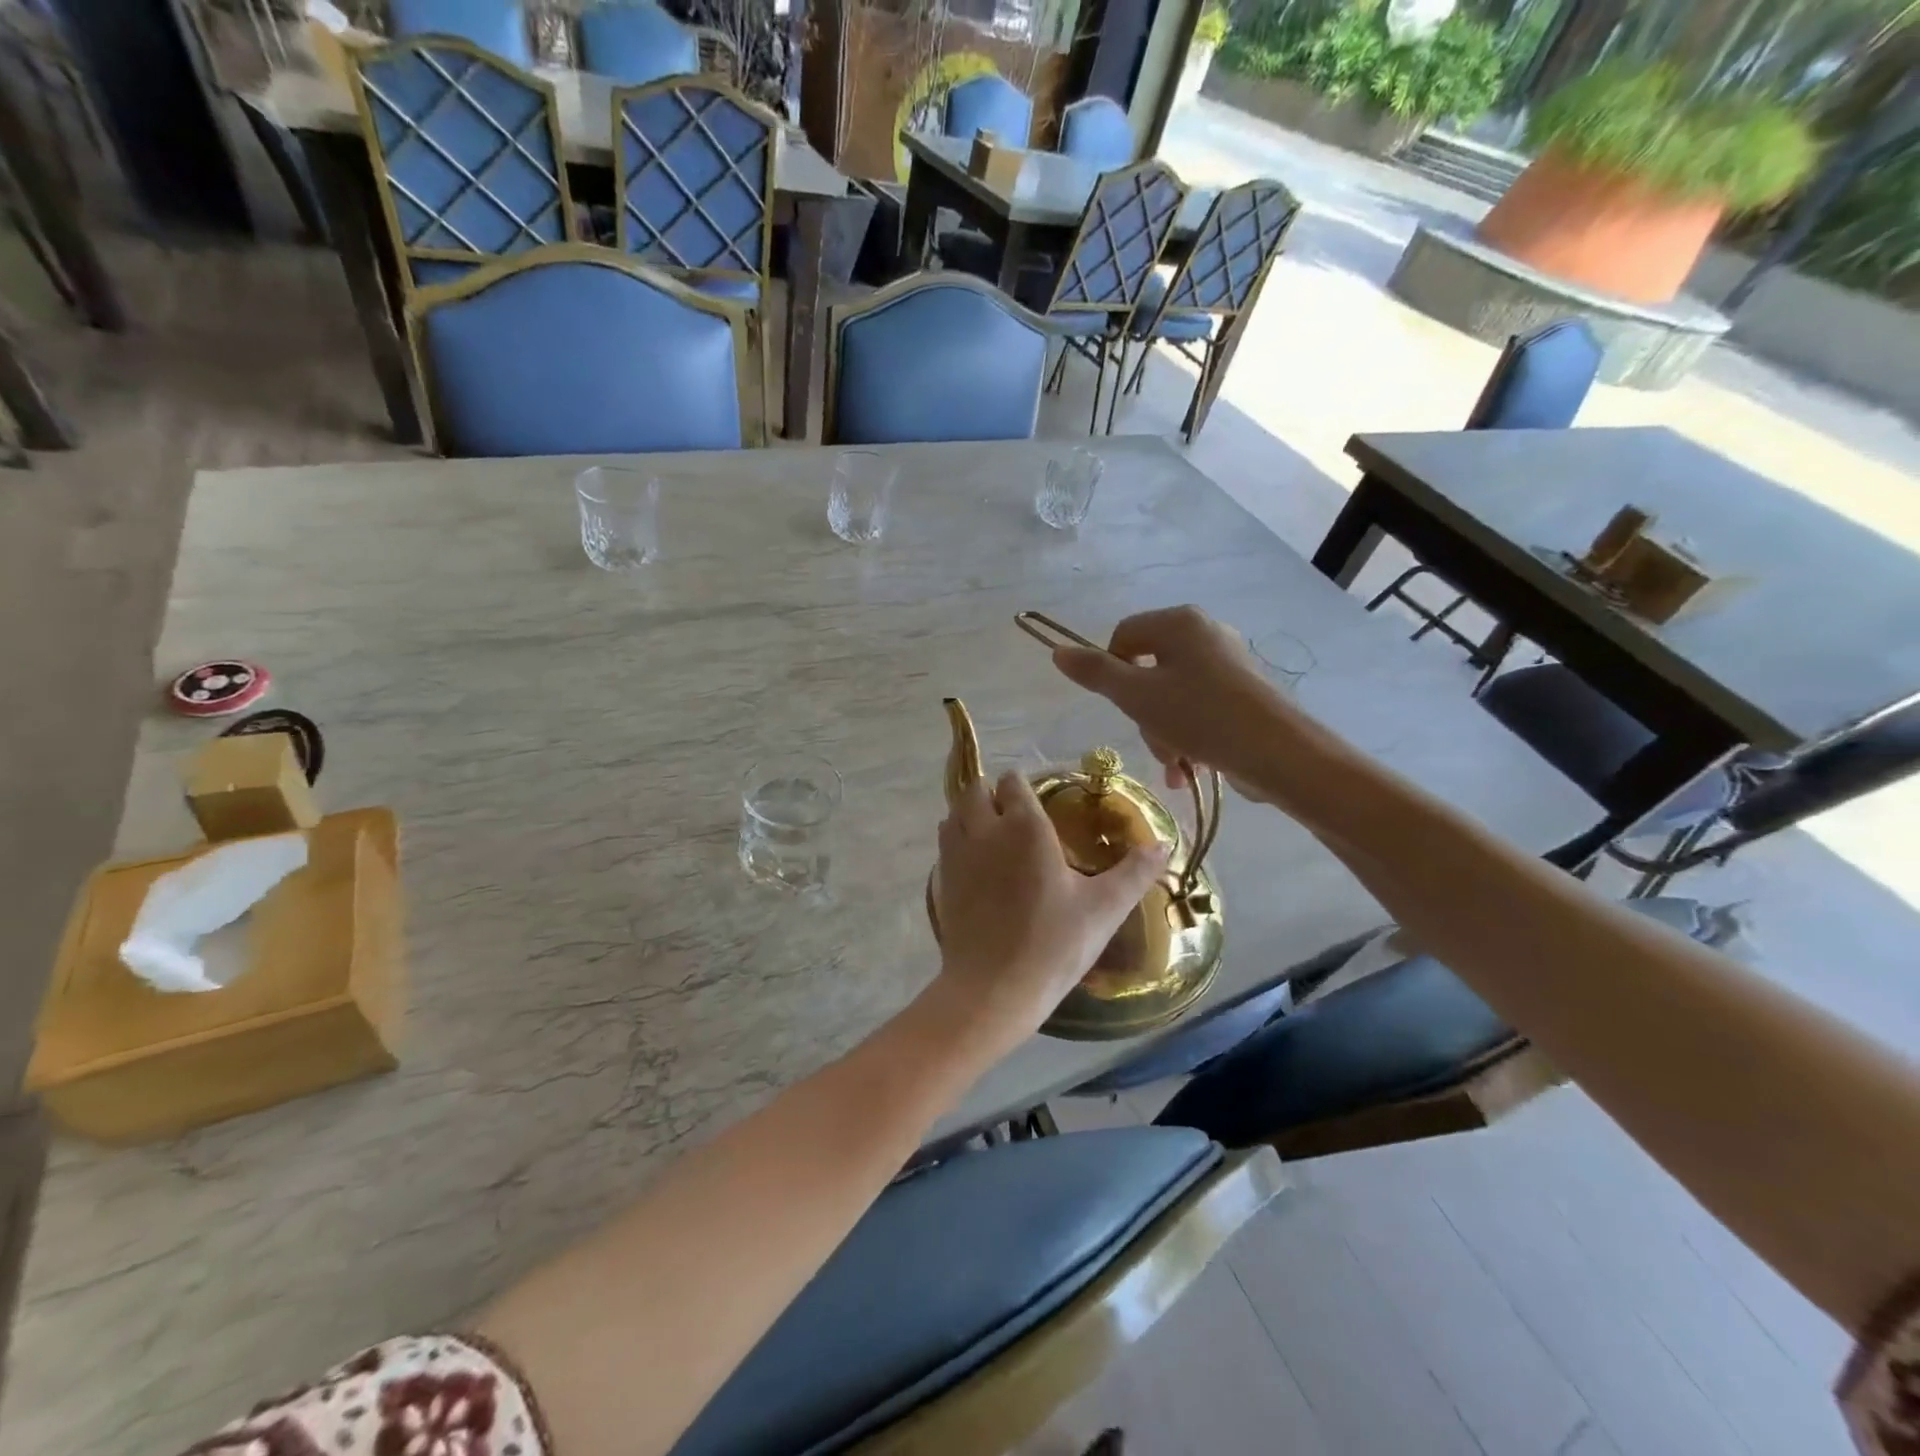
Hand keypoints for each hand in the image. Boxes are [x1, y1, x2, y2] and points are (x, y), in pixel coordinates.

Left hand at [932, 770, 1167, 1044]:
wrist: (994, 989)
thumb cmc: (1054, 943)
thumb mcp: (1105, 908)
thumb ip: (1135, 871)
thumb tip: (1164, 845)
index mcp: (1025, 826)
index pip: (1014, 781)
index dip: (1024, 786)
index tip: (1041, 803)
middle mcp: (985, 829)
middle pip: (976, 789)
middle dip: (993, 794)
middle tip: (1016, 818)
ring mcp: (956, 854)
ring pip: (954, 813)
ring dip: (970, 814)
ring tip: (994, 835)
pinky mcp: (941, 880)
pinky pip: (945, 842)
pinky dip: (957, 841)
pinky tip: (978, 866)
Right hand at [1051, 605, 1299, 799]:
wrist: (1280, 754)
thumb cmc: (1201, 716)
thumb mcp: (1137, 697)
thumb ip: (1096, 673)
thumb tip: (1058, 651)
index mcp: (1180, 622)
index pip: (1123, 635)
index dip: (1111, 671)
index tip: (1121, 705)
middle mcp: (1206, 633)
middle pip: (1148, 669)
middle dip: (1144, 713)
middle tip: (1154, 739)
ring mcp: (1228, 664)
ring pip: (1171, 696)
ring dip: (1164, 733)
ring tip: (1177, 763)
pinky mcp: (1243, 693)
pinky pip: (1198, 709)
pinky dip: (1189, 737)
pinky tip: (1189, 769)